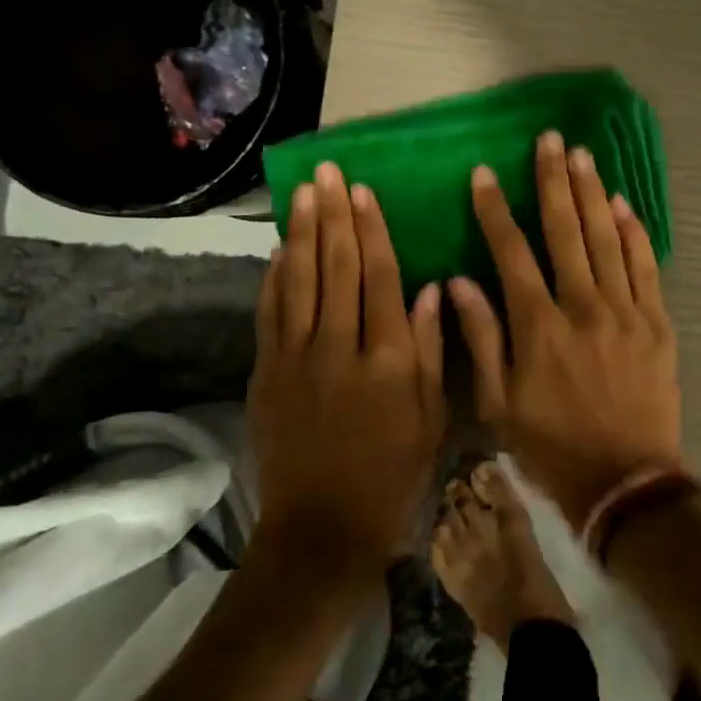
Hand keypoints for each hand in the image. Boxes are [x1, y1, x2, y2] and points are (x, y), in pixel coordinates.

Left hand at [248, 162, 444, 575]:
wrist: (322, 528)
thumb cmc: (394, 474)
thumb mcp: (434, 417)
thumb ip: (434, 350)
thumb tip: (434, 288)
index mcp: (389, 358)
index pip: (379, 277)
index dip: (371, 230)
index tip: (363, 191)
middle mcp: (340, 347)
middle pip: (336, 267)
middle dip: (333, 215)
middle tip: (327, 172)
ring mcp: (296, 359)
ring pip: (298, 280)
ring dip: (300, 232)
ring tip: (302, 192)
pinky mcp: (266, 374)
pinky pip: (269, 313)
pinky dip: (273, 277)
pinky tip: (279, 249)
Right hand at [449, 131, 681, 527]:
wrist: (626, 483)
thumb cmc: (552, 446)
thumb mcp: (499, 404)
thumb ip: (480, 338)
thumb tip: (458, 283)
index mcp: (539, 326)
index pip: (511, 252)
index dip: (494, 211)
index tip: (484, 174)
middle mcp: (582, 307)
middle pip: (565, 231)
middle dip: (553, 181)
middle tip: (549, 141)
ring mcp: (626, 312)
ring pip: (606, 239)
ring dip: (592, 194)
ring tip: (583, 155)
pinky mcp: (657, 323)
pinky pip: (646, 267)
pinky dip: (634, 233)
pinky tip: (624, 205)